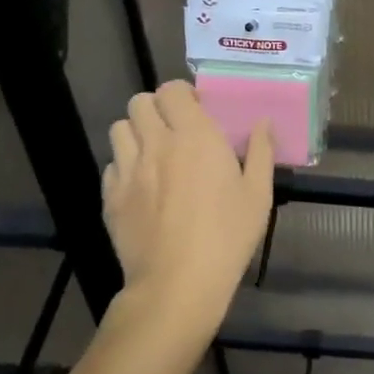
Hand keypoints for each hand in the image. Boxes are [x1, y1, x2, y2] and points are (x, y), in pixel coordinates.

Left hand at [102, 81, 274, 341]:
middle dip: (156, 108)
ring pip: (119, 129)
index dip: (182, 94)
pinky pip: (111, 165)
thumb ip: (260, 152)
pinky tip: (141, 186)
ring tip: (153, 153)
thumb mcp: (258, 194)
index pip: (172, 90)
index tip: (196, 110)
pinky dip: (124, 166)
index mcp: (195, 136)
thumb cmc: (227, 235)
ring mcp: (128, 169)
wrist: (177, 284)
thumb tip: (263, 122)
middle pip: (140, 102)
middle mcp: (157, 143)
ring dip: (136, 133)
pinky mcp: (111, 197)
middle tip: (174, 129)